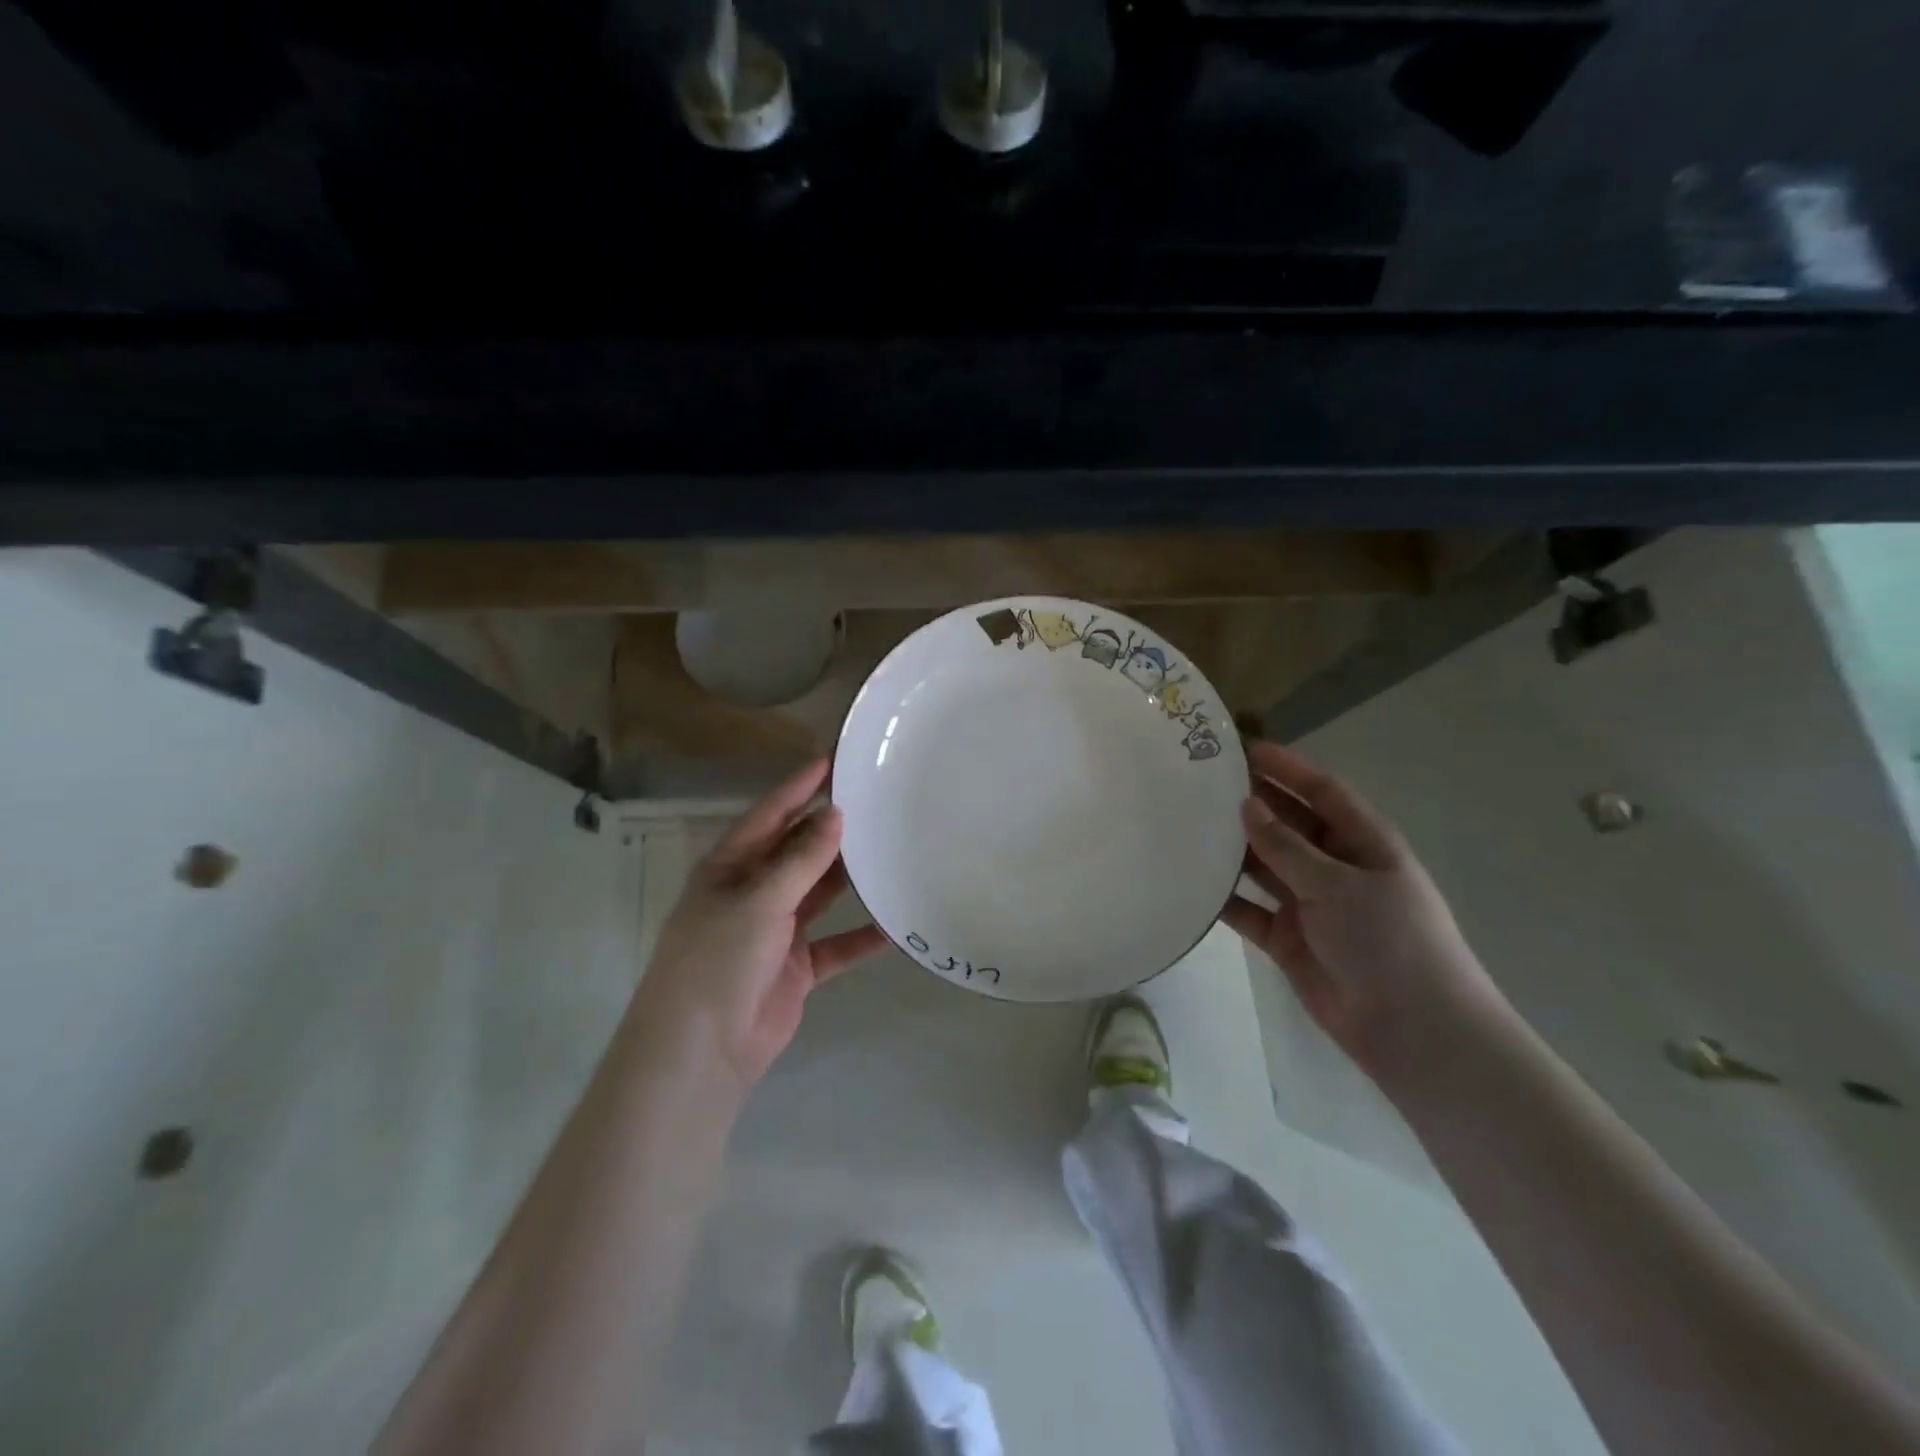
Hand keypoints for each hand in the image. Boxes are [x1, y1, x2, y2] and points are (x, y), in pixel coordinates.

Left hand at [629, 759, 886, 1091]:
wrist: (703, 1051)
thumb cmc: (718, 961)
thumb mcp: (759, 901)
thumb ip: (801, 860)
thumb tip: (835, 814)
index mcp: (730, 868)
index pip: (769, 816)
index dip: (799, 787)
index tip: (834, 760)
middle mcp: (753, 893)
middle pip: (798, 851)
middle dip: (831, 829)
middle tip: (876, 802)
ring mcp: (776, 931)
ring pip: (820, 893)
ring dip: (850, 876)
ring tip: (891, 847)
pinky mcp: (798, 967)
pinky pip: (837, 944)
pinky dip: (863, 936)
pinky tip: (895, 923)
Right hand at [1221, 741, 1506, 1083]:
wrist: (1413, 1031)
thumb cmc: (1389, 942)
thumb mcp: (1340, 885)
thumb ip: (1287, 846)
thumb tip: (1247, 805)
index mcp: (1362, 843)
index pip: (1321, 791)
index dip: (1286, 768)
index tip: (1241, 747)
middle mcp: (1333, 867)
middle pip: (1287, 824)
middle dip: (1250, 803)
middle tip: (1199, 782)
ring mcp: (1309, 904)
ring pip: (1263, 865)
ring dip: (1232, 848)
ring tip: (1185, 823)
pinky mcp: (1286, 938)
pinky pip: (1248, 909)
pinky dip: (1224, 898)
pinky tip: (1189, 882)